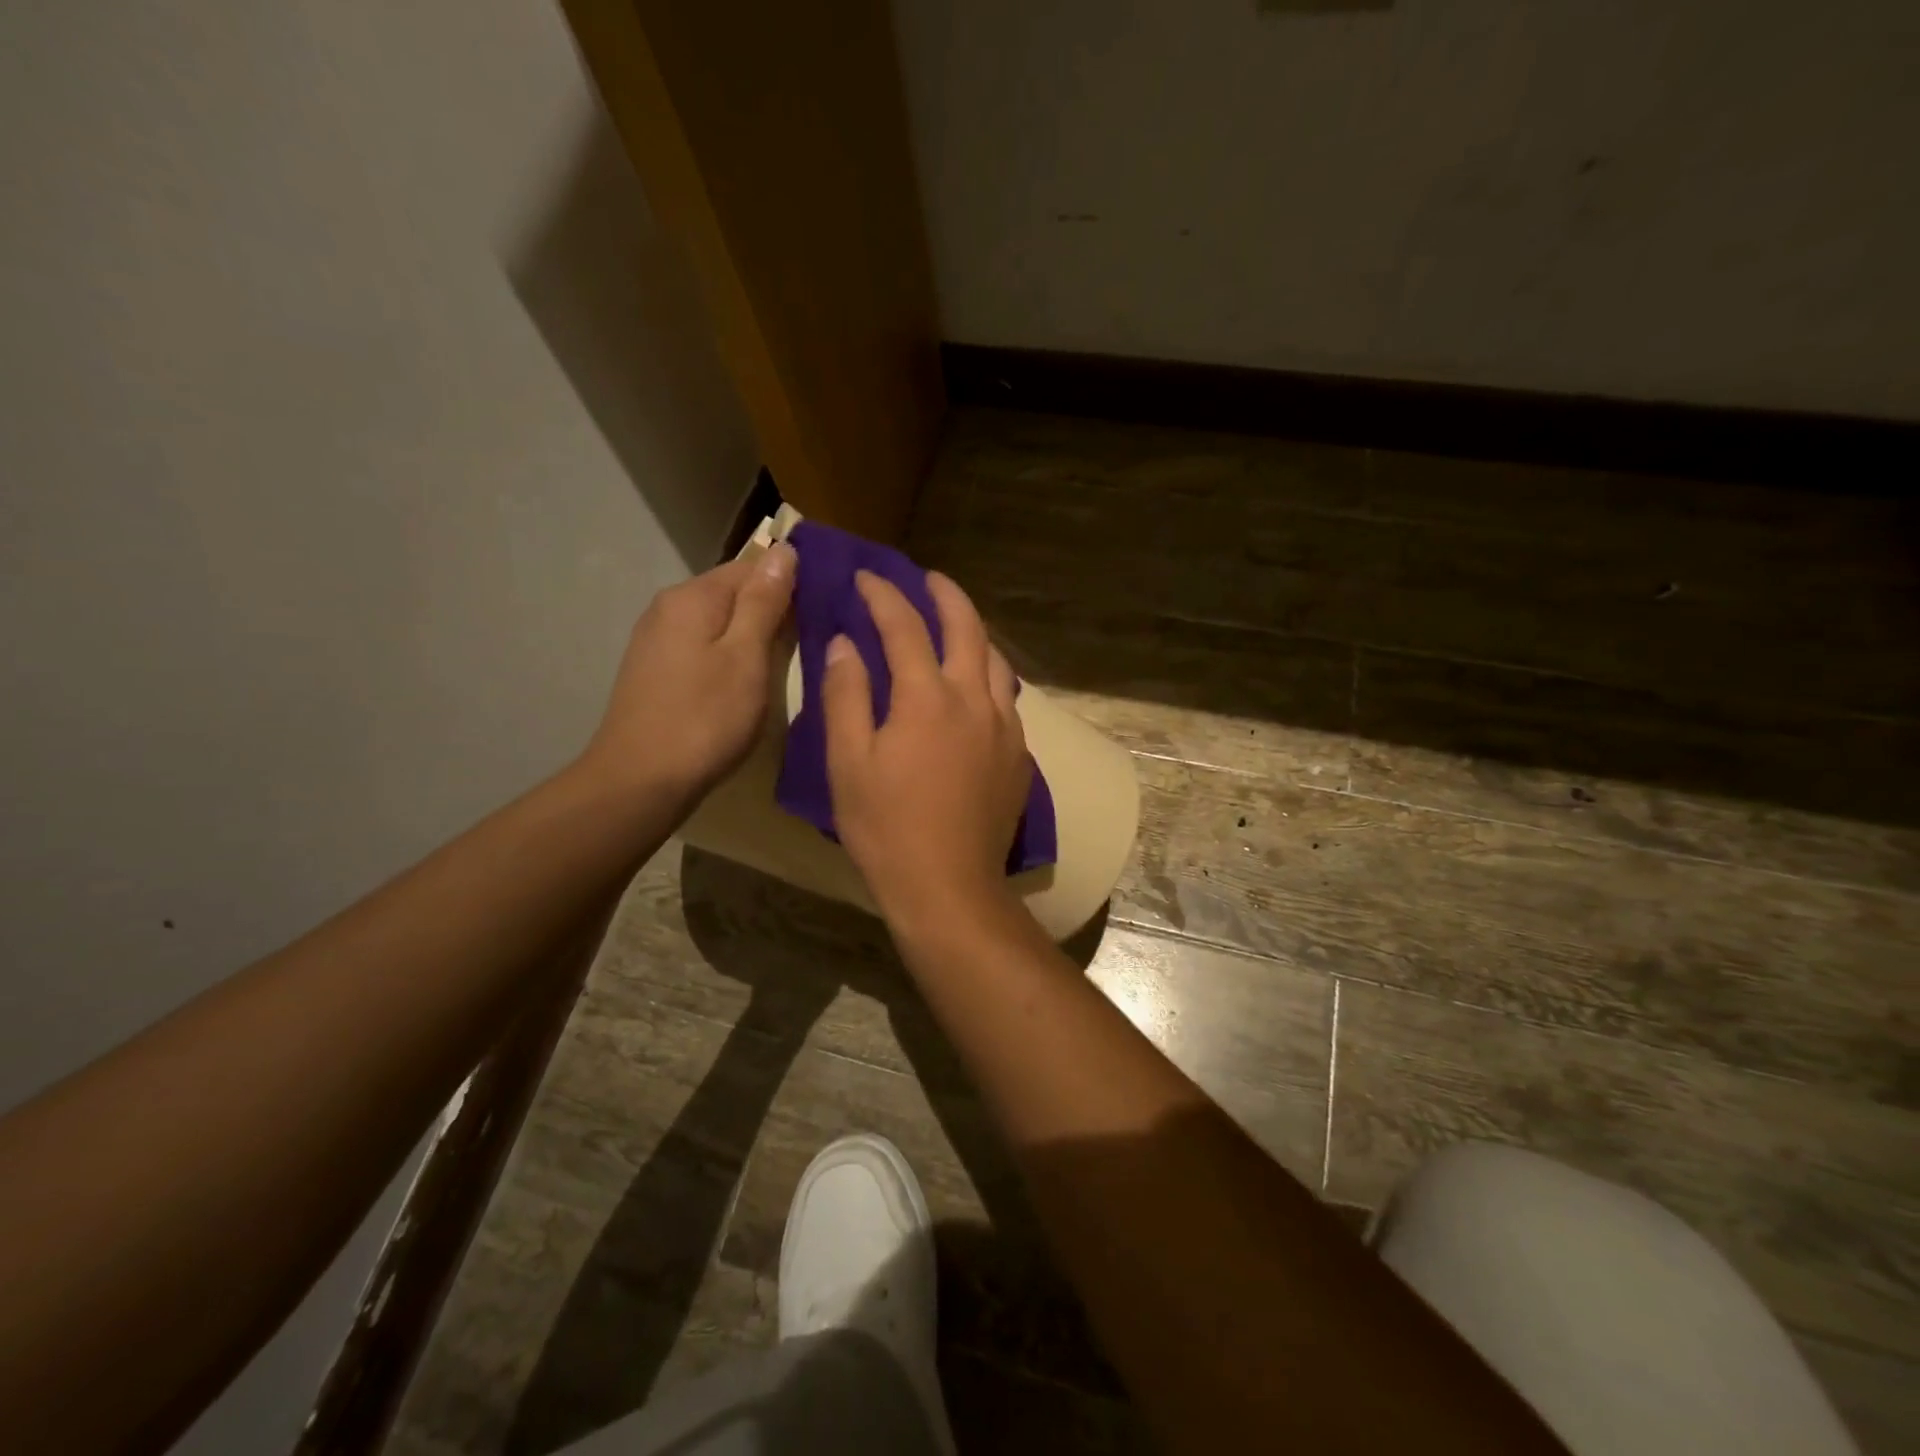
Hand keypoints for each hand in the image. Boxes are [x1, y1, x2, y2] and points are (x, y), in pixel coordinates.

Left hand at [580, 543, 795, 800]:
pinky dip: (730, 656)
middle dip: (772, 611)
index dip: (792, 584)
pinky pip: (704, 647)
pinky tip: (745, 682)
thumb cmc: (705, 718)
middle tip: (812, 642)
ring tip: (785, 664)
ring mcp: (657, 640)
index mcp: (693, 596)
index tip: (824, 611)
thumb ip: (765, 603)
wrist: (640, 781)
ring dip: (753, 636)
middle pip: (734, 593)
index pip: (754, 566)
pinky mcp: (655, 670)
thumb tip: (784, 551)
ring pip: (719, 623)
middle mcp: (669, 607)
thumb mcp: (747, 657)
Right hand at [823, 570, 1032, 933]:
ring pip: (996, 661)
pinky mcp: (1019, 756)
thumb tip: (845, 644)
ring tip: (955, 627)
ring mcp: (1006, 727)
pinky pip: (1008, 698)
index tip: (865, 577)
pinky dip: (989, 676)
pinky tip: (976, 690)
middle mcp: (975, 700)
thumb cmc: (886, 827)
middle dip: (945, 594)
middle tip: (926, 578)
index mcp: (928, 698)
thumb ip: (845, 695)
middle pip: (967, 628)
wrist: (948, 885)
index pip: (905, 626)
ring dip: (974, 633)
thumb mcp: (848, 762)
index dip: (883, 595)